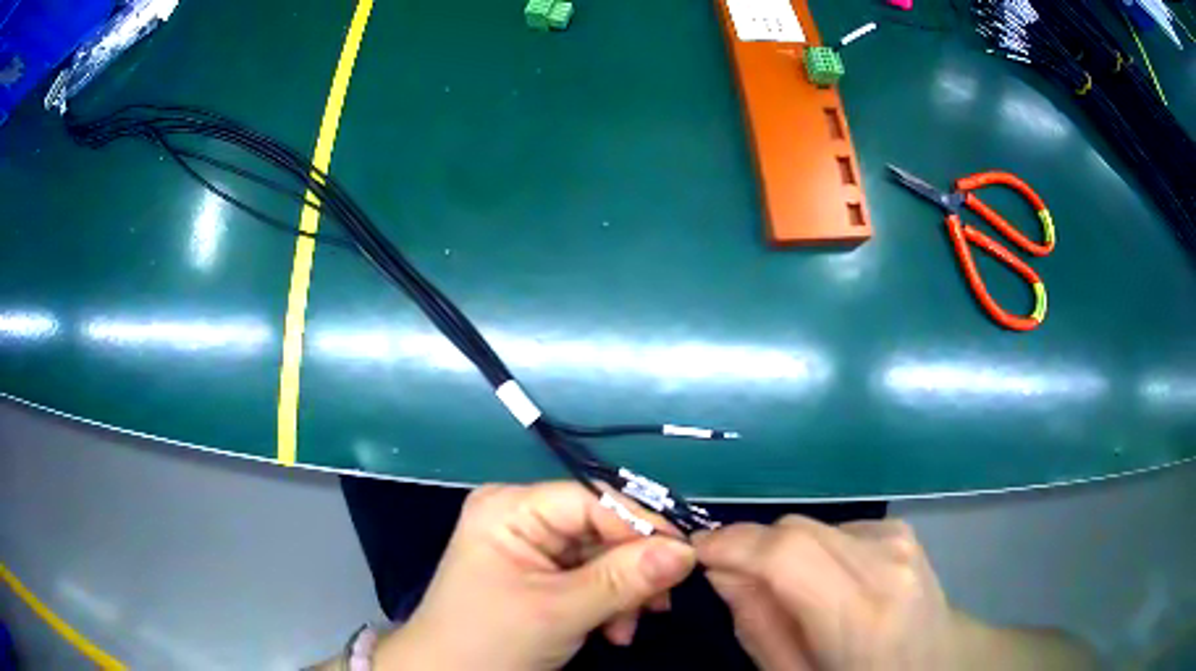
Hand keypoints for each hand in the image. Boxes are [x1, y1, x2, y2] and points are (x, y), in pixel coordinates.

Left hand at [374, 482, 695, 670]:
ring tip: (624, 630)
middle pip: (599, 530)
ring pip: (600, 557)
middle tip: (657, 606)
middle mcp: (520, 516)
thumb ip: (625, 579)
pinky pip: (588, 576)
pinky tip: (611, 631)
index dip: (640, 526)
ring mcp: (529, 546)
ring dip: (622, 594)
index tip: (683, 559)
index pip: (591, 500)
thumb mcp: (560, 611)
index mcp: (511, 508)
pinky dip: (607, 603)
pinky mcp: (537, 573)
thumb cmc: (490, 641)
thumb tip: (686, 550)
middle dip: (630, 572)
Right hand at [695, 516, 958, 670]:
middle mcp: (885, 561)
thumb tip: (721, 573)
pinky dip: (813, 550)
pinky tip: (825, 583)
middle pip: (795, 529)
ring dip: (782, 552)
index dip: (729, 544)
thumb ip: (758, 626)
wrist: (943, 663)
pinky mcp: (902, 530)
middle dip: (750, 548)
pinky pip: (836, 528)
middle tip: (728, 582)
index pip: (785, 552)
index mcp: (861, 613)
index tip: (691, 554)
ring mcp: (899, 539)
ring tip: (784, 592)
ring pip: (812, 526)